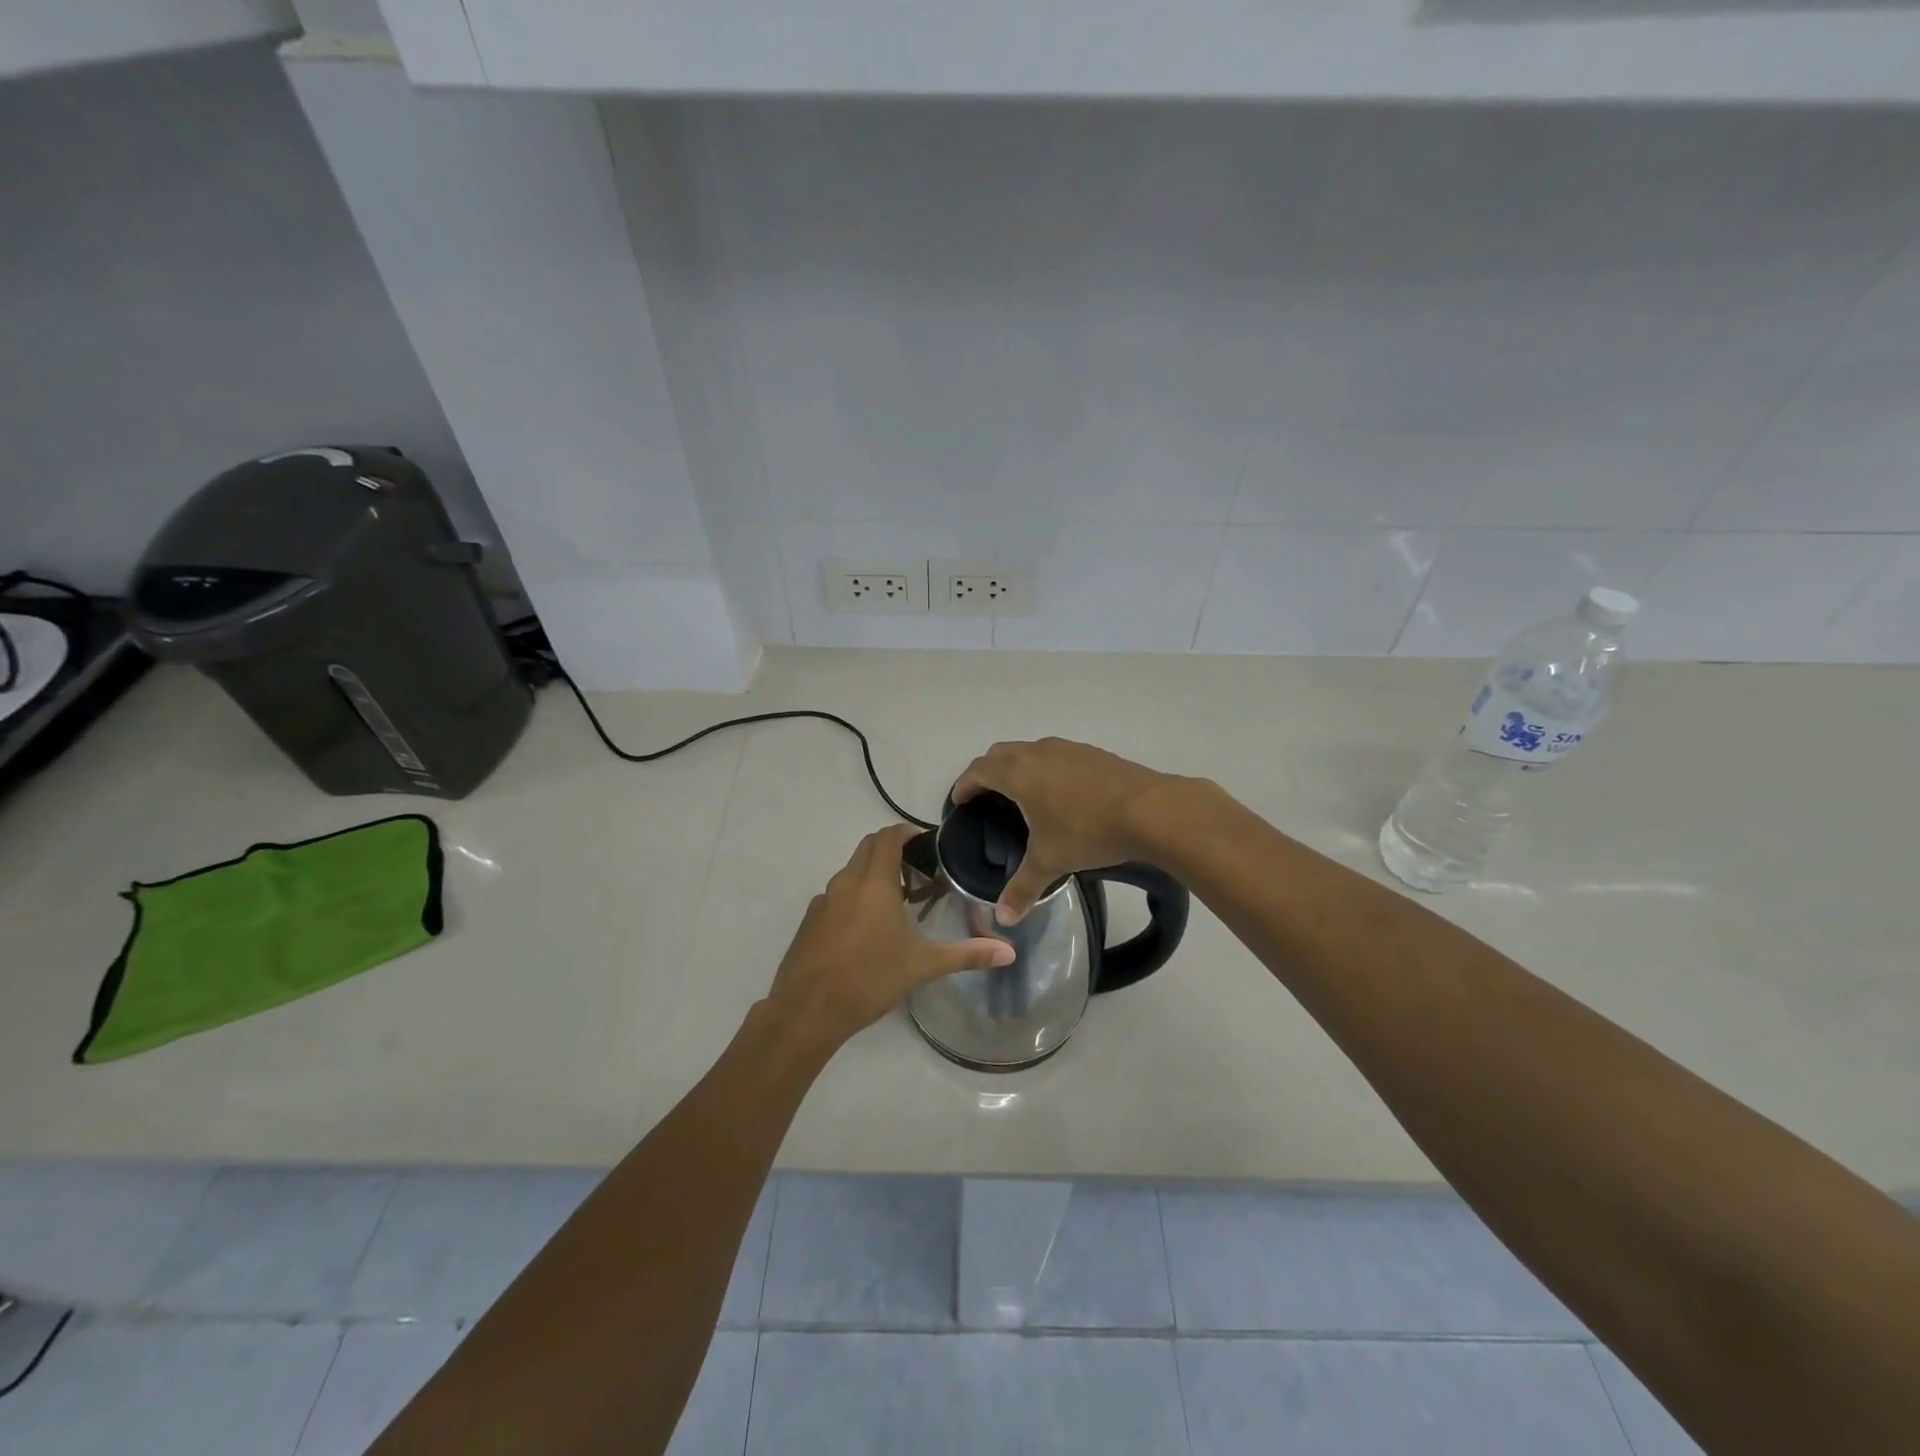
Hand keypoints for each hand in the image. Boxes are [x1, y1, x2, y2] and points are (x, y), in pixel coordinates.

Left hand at [765, 823, 1014, 1055]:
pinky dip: (855, 896)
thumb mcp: (922, 966)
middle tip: (918, 873)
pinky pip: (836, 894)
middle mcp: (846, 882)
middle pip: (868, 847)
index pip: (888, 837)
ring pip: (851, 871)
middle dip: (892, 850)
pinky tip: (867, 929)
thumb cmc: (869, 979)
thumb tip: (1009, 953)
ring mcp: (823, 900)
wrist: (807, 1011)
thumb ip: (966, 955)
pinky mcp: (809, 920)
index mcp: (874, 883)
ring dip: (873, 874)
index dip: (907, 832)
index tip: (927, 843)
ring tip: (897, 903)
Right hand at [953, 738, 1177, 922]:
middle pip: (1001, 753)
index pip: (979, 770)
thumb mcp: (1051, 861)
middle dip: (988, 772)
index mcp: (1019, 773)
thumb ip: (1023, 888)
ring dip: (1019, 766)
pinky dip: (1047, 768)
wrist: (1151, 810)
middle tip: (986, 797)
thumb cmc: (1088, 831)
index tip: (960, 800)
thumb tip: (1004, 919)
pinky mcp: (1094, 753)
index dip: (965, 784)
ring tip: (1023, 795)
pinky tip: (1062, 794)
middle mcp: (1039, 752)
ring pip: (1031, 750)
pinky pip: (1058, 755)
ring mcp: (1069, 749)